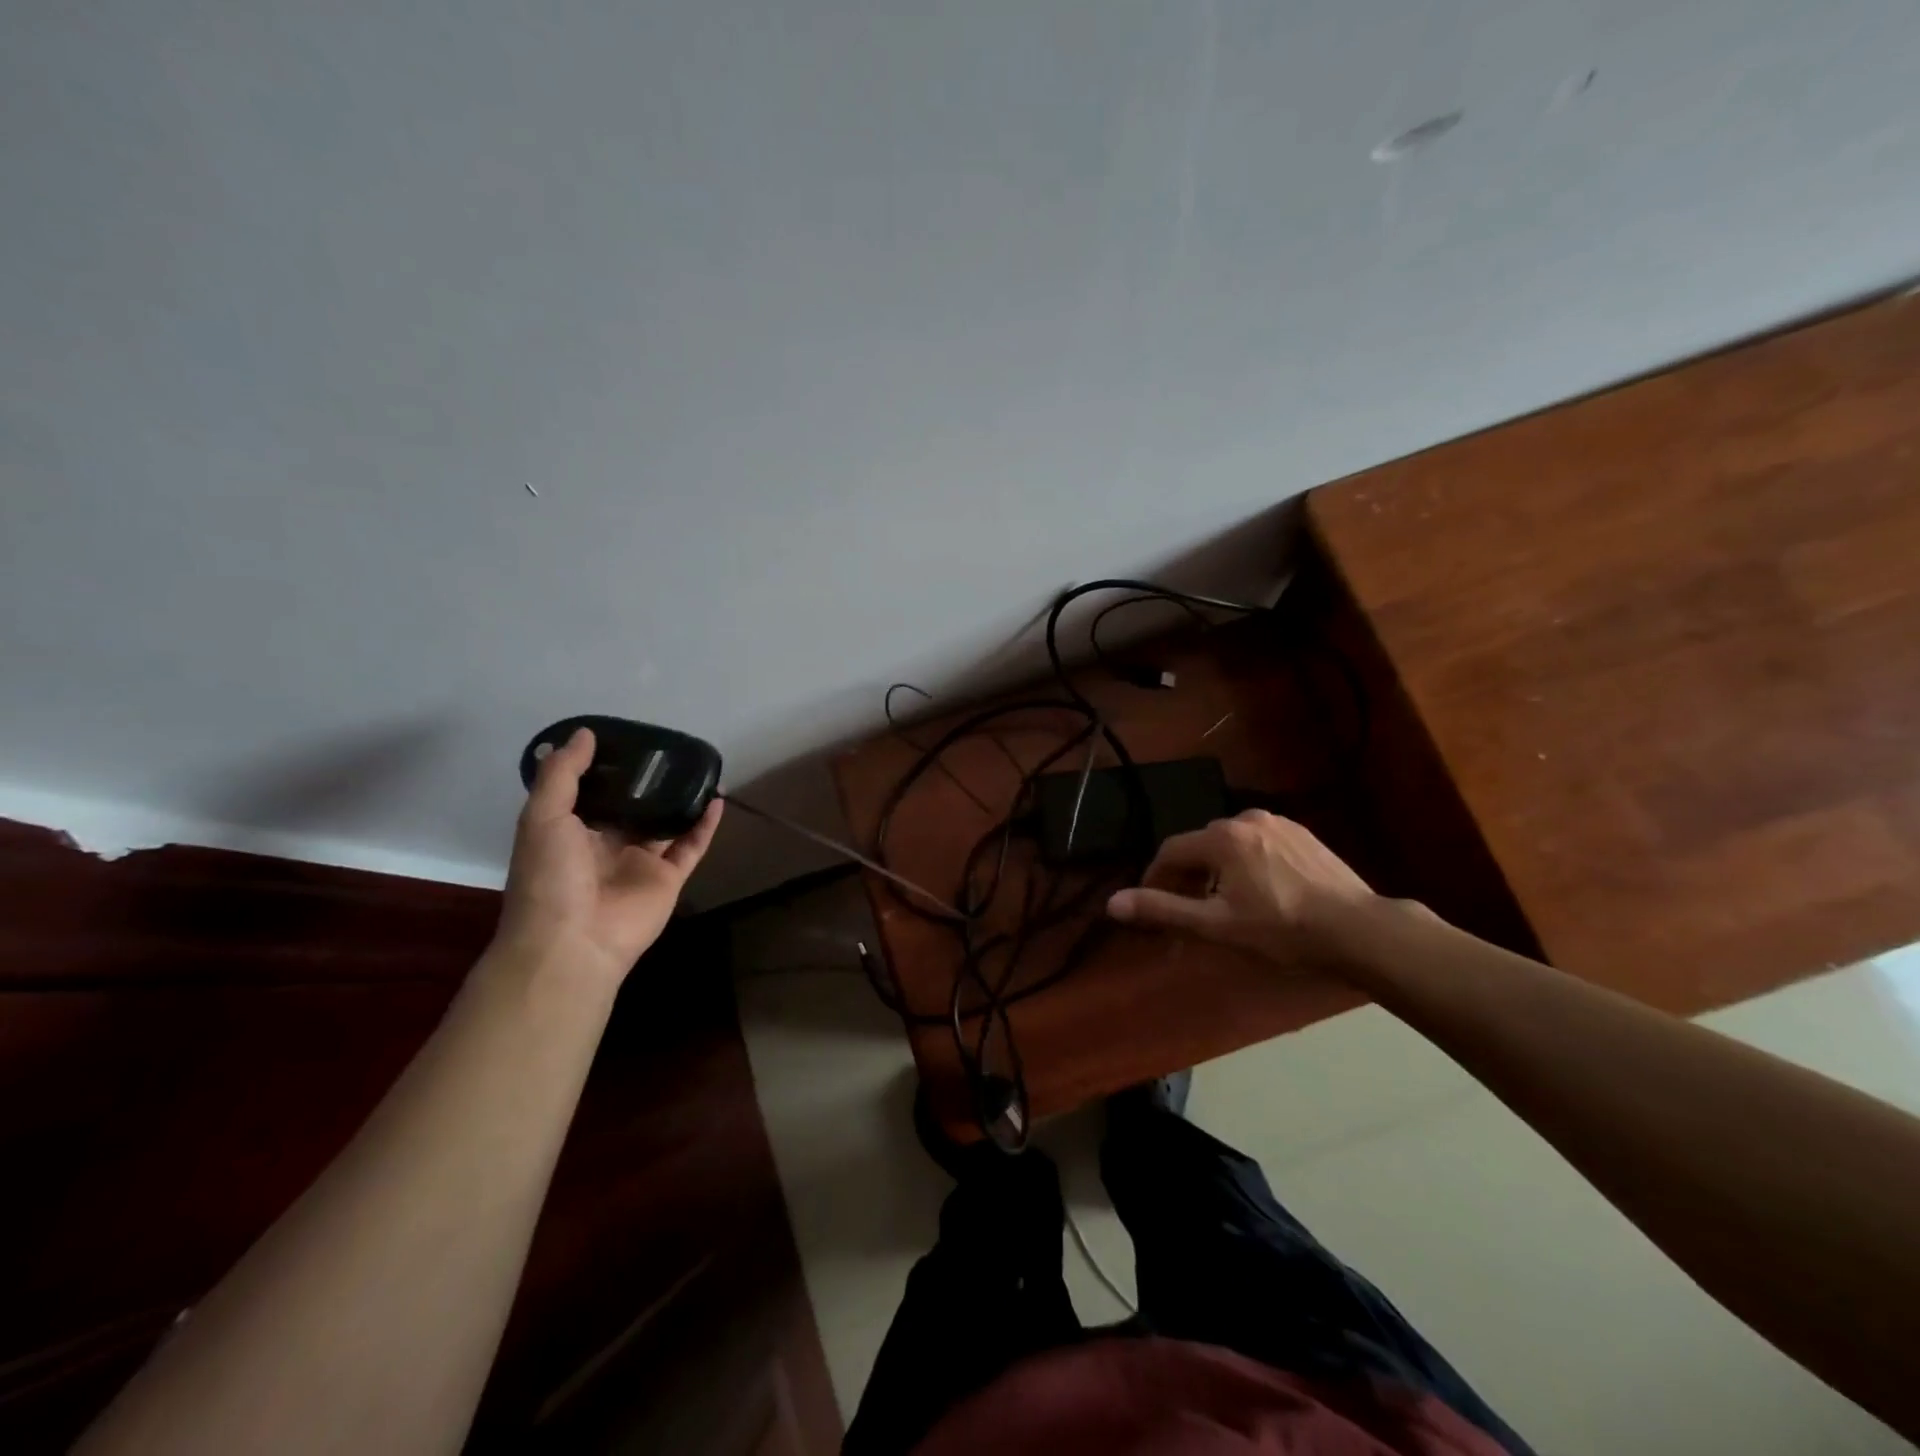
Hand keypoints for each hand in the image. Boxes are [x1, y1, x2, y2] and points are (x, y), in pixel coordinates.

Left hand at [495, 727, 723, 980]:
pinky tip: (717, 799)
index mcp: (572, 831)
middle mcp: (607, 844)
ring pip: (666, 823)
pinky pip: (692, 846)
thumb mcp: (542, 817)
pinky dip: (705, 825)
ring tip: (698, 768)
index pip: (592, 792)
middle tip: (669, 749)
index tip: (627, 737)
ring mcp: (641, 862)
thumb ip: (562, 775)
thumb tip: (585, 733)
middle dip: (650, 781)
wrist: (573, 943)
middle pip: (634, 806)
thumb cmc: (549, 877)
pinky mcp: (669, 878)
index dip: (608, 767)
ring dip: (682, 799)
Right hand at [1106, 809, 1379, 963]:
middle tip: (1188, 912)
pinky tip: (1260, 893)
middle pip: (1200, 846)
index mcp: (1221, 837)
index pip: (1171, 851)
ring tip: (1224, 905)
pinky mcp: (1303, 834)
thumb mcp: (1216, 925)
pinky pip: (1258, 845)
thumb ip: (1162, 910)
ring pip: (1229, 845)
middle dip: (1187, 876)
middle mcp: (1246, 818)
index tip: (1152, 905)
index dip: (1155, 878)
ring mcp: (1278, 823)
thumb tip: (1111, 903)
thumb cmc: (1282, 930)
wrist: (1359, 929)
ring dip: (1216, 870)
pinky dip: (1246, 864)